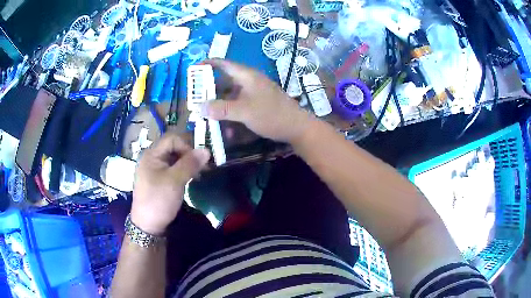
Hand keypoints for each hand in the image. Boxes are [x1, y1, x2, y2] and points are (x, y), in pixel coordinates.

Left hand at [130, 132, 209, 234]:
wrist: (148, 225)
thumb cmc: (159, 200)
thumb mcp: (175, 181)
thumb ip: (190, 163)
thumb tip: (206, 150)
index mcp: (151, 154)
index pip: (172, 139)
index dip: (187, 146)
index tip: (198, 160)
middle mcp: (151, 158)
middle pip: (173, 148)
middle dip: (188, 155)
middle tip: (201, 167)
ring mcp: (153, 169)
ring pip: (173, 159)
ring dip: (187, 164)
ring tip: (198, 174)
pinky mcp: (157, 179)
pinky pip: (171, 169)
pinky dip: (182, 171)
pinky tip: (189, 179)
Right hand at [201, 59, 314, 142]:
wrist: (297, 127)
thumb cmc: (271, 114)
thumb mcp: (244, 111)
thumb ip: (221, 108)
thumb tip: (198, 108)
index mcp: (246, 76)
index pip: (223, 64)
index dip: (207, 64)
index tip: (193, 71)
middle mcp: (248, 81)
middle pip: (224, 82)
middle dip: (209, 92)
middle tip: (196, 101)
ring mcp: (253, 93)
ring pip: (230, 96)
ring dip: (219, 107)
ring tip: (207, 118)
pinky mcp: (257, 104)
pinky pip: (238, 106)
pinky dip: (230, 115)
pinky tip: (226, 129)